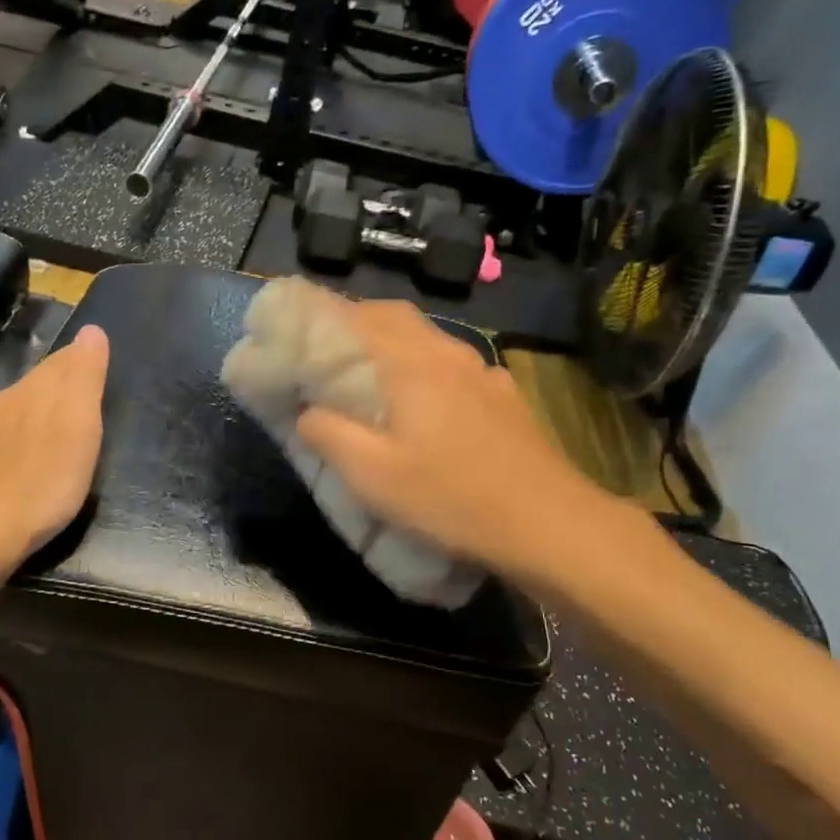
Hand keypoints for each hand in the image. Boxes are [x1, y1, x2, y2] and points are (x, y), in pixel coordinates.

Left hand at [0, 325, 109, 574]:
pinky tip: (46, 446)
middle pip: (46, 378)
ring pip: (31, 403)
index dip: (88, 358)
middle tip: (100, 387)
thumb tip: (92, 329)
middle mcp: (12, 400)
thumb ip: (85, 376)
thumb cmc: (45, 479)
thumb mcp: (78, 424)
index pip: (65, 357)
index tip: (109, 364)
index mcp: (35, 388)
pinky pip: (21, 428)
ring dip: (54, 404)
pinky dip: (40, 428)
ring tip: (78, 416)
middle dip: (71, 377)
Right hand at [294, 300, 637, 580]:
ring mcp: (481, 371)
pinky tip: (428, 399)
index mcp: (408, 363)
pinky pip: (454, 363)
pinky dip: (425, 366)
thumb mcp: (373, 476)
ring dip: (390, 342)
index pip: (354, 316)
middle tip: (324, 350)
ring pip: (426, 338)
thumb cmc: (451, 498)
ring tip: (367, 372)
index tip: (291, 329)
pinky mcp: (504, 395)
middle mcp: (446, 353)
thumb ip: (329, 434)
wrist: (548, 523)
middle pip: (392, 317)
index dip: (318, 316)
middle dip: (352, 323)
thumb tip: (306, 410)